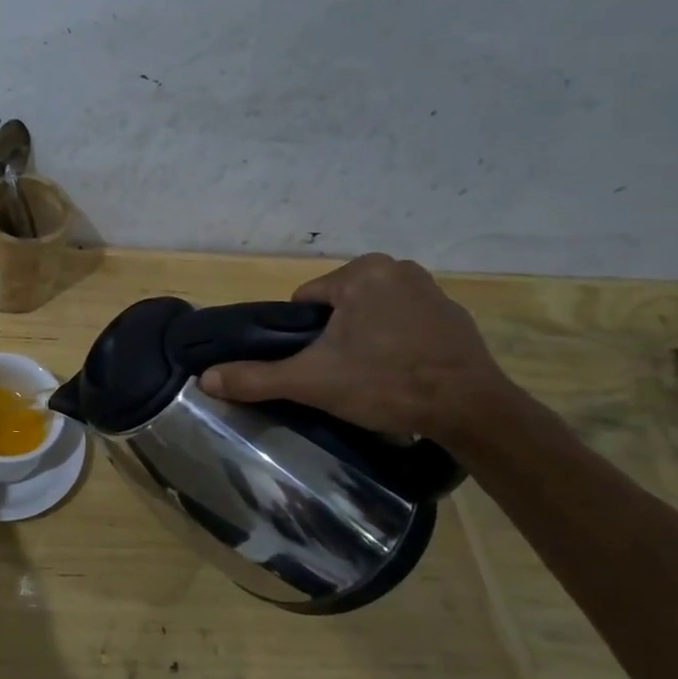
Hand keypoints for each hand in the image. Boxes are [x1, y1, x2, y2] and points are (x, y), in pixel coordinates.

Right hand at [198, 253, 516, 440]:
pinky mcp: (454, 316)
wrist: (472, 410)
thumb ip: (256, 377)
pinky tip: (401, 374)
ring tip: (372, 377)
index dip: (302, 337)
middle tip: (343, 375)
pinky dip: (396, 343)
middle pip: (338, 306)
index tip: (318, 366)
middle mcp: (398, 268)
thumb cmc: (385, 383)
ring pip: (370, 315)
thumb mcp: (312, 381)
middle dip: (334, 338)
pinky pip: (404, 324)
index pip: (306, 301)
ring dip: (363, 339)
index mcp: (362, 271)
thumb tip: (205, 379)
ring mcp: (431, 290)